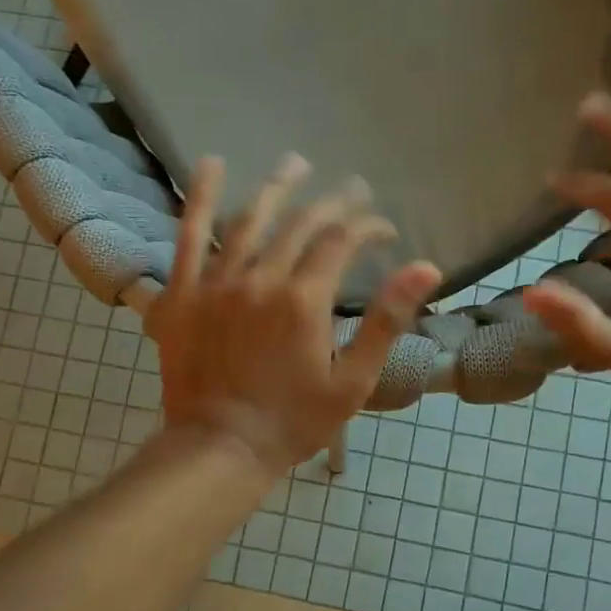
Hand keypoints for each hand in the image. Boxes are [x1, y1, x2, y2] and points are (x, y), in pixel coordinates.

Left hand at [148, 154, 441, 474]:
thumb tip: (426, 267)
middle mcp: (260, 279)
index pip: (341, 241)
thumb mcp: (352, 382)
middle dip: (332, 203)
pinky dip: (202, 197)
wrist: (220, 447)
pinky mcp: (183, 292)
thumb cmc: (293, 421)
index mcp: (304, 300)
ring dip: (277, 188)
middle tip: (352, 189)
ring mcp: (217, 282)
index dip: (367, 227)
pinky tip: (213, 164)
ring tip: (297, 164)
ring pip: (249, 220)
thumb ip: (386, 321)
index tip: (383, 229)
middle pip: (300, 224)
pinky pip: (190, 235)